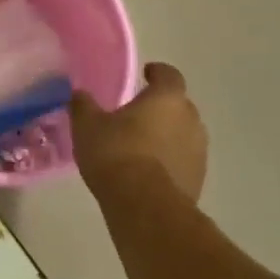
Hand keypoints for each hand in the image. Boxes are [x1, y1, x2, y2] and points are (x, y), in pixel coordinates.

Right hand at [70, 63, 207, 203]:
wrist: (145, 206)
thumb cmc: (116, 153)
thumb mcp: (87, 125)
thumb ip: (83, 105)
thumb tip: (80, 94)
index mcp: (167, 98)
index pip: (169, 74)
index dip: (157, 72)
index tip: (146, 74)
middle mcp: (190, 119)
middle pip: (178, 105)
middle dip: (160, 107)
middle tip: (136, 114)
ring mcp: (199, 151)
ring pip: (182, 134)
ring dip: (166, 135)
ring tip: (140, 145)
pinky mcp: (198, 180)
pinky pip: (182, 160)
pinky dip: (168, 160)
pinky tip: (147, 171)